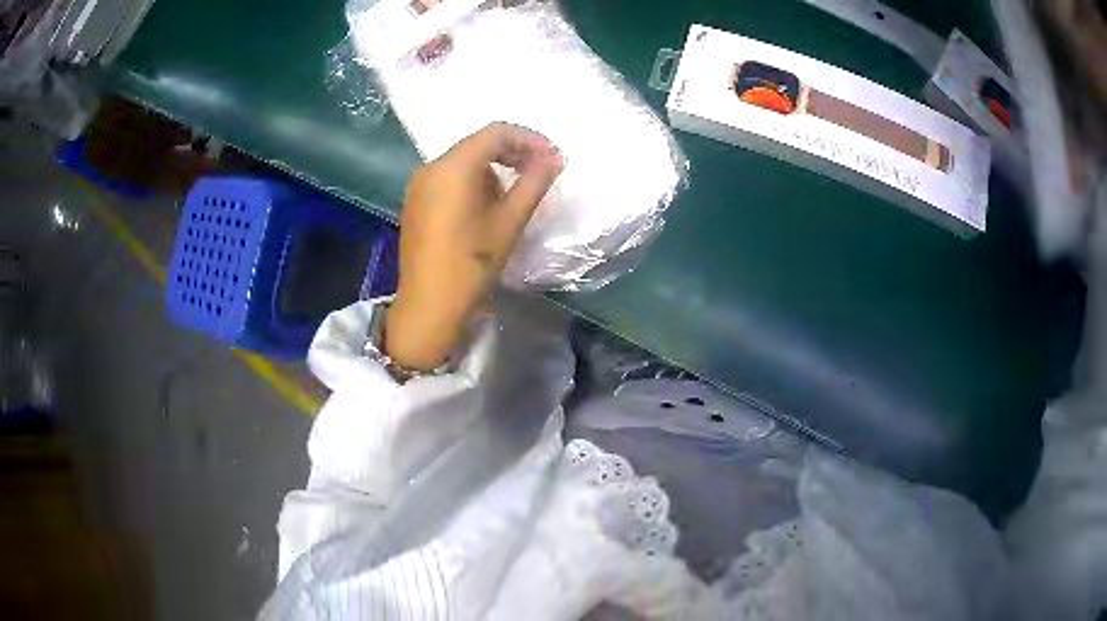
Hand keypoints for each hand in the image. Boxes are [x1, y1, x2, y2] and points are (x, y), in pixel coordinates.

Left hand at [384, 122, 564, 370]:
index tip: (553, 157)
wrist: (430, 307)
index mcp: (452, 167)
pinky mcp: (416, 203)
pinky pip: (449, 178)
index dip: (529, 139)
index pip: (495, 133)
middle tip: (540, 171)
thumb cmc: (472, 264)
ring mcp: (419, 185)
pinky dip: (473, 182)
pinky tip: (486, 207)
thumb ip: (534, 182)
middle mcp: (431, 167)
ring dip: (494, 168)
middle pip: (477, 144)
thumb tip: (556, 157)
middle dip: (512, 152)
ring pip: (463, 161)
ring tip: (514, 196)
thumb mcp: (509, 221)